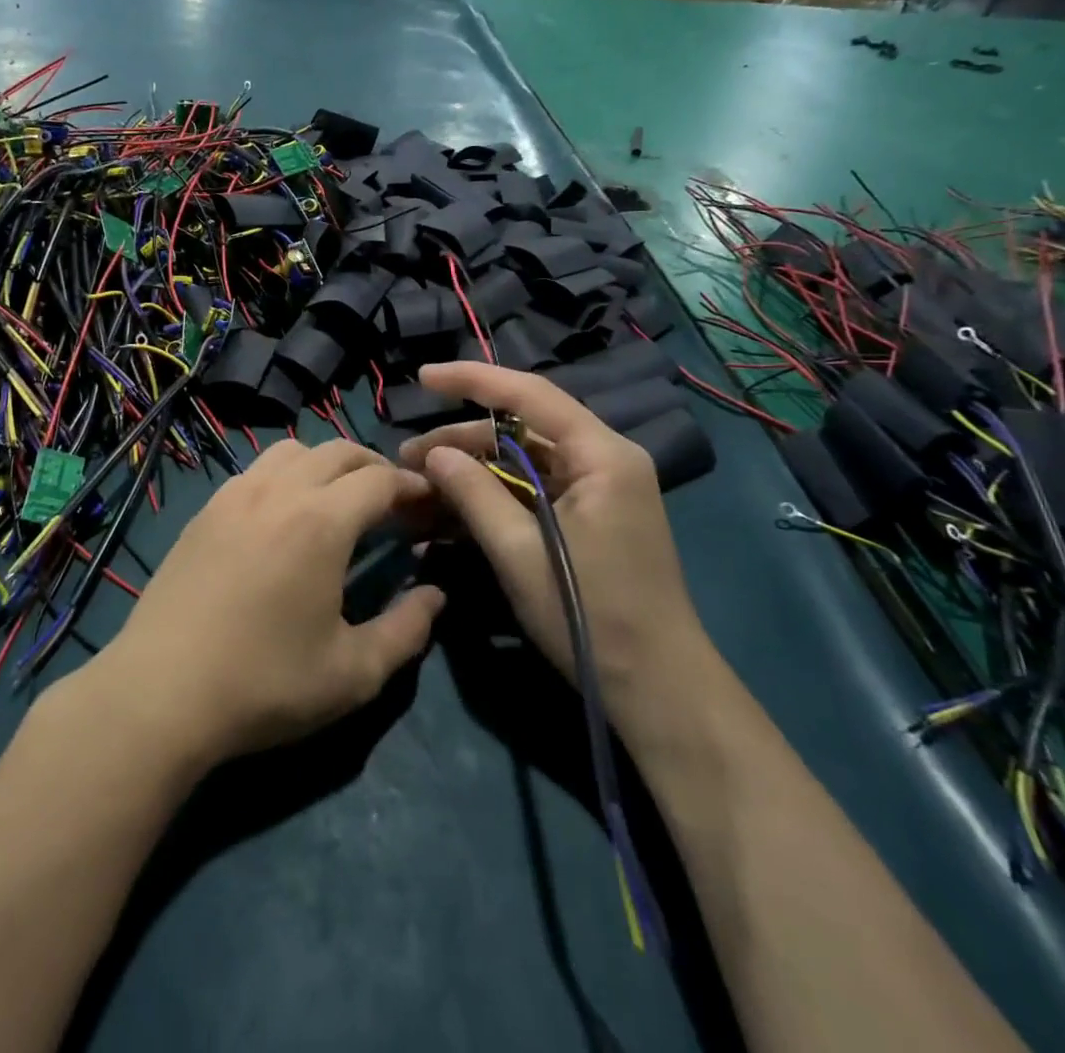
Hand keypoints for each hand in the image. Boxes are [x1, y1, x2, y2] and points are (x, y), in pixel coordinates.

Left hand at [86, 440, 445, 768]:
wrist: (160, 692)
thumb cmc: (264, 684)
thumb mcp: (352, 673)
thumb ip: (406, 629)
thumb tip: (434, 594)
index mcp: (321, 522)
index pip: (379, 479)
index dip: (412, 486)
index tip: (429, 503)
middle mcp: (278, 491)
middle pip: (338, 451)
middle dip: (374, 467)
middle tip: (393, 502)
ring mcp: (234, 495)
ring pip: (292, 451)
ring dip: (326, 463)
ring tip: (338, 502)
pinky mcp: (204, 510)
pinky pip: (256, 470)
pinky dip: (285, 475)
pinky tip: (284, 516)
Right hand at [398, 362, 701, 725]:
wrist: (656, 687)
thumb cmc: (589, 614)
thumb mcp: (519, 551)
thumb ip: (474, 493)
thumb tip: (434, 454)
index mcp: (601, 455)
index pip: (530, 395)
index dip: (472, 380)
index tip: (424, 378)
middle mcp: (603, 459)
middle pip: (521, 429)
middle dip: (461, 441)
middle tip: (407, 460)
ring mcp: (597, 489)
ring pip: (522, 460)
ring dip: (472, 471)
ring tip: (420, 486)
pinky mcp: (588, 517)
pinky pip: (531, 490)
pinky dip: (492, 496)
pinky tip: (450, 510)